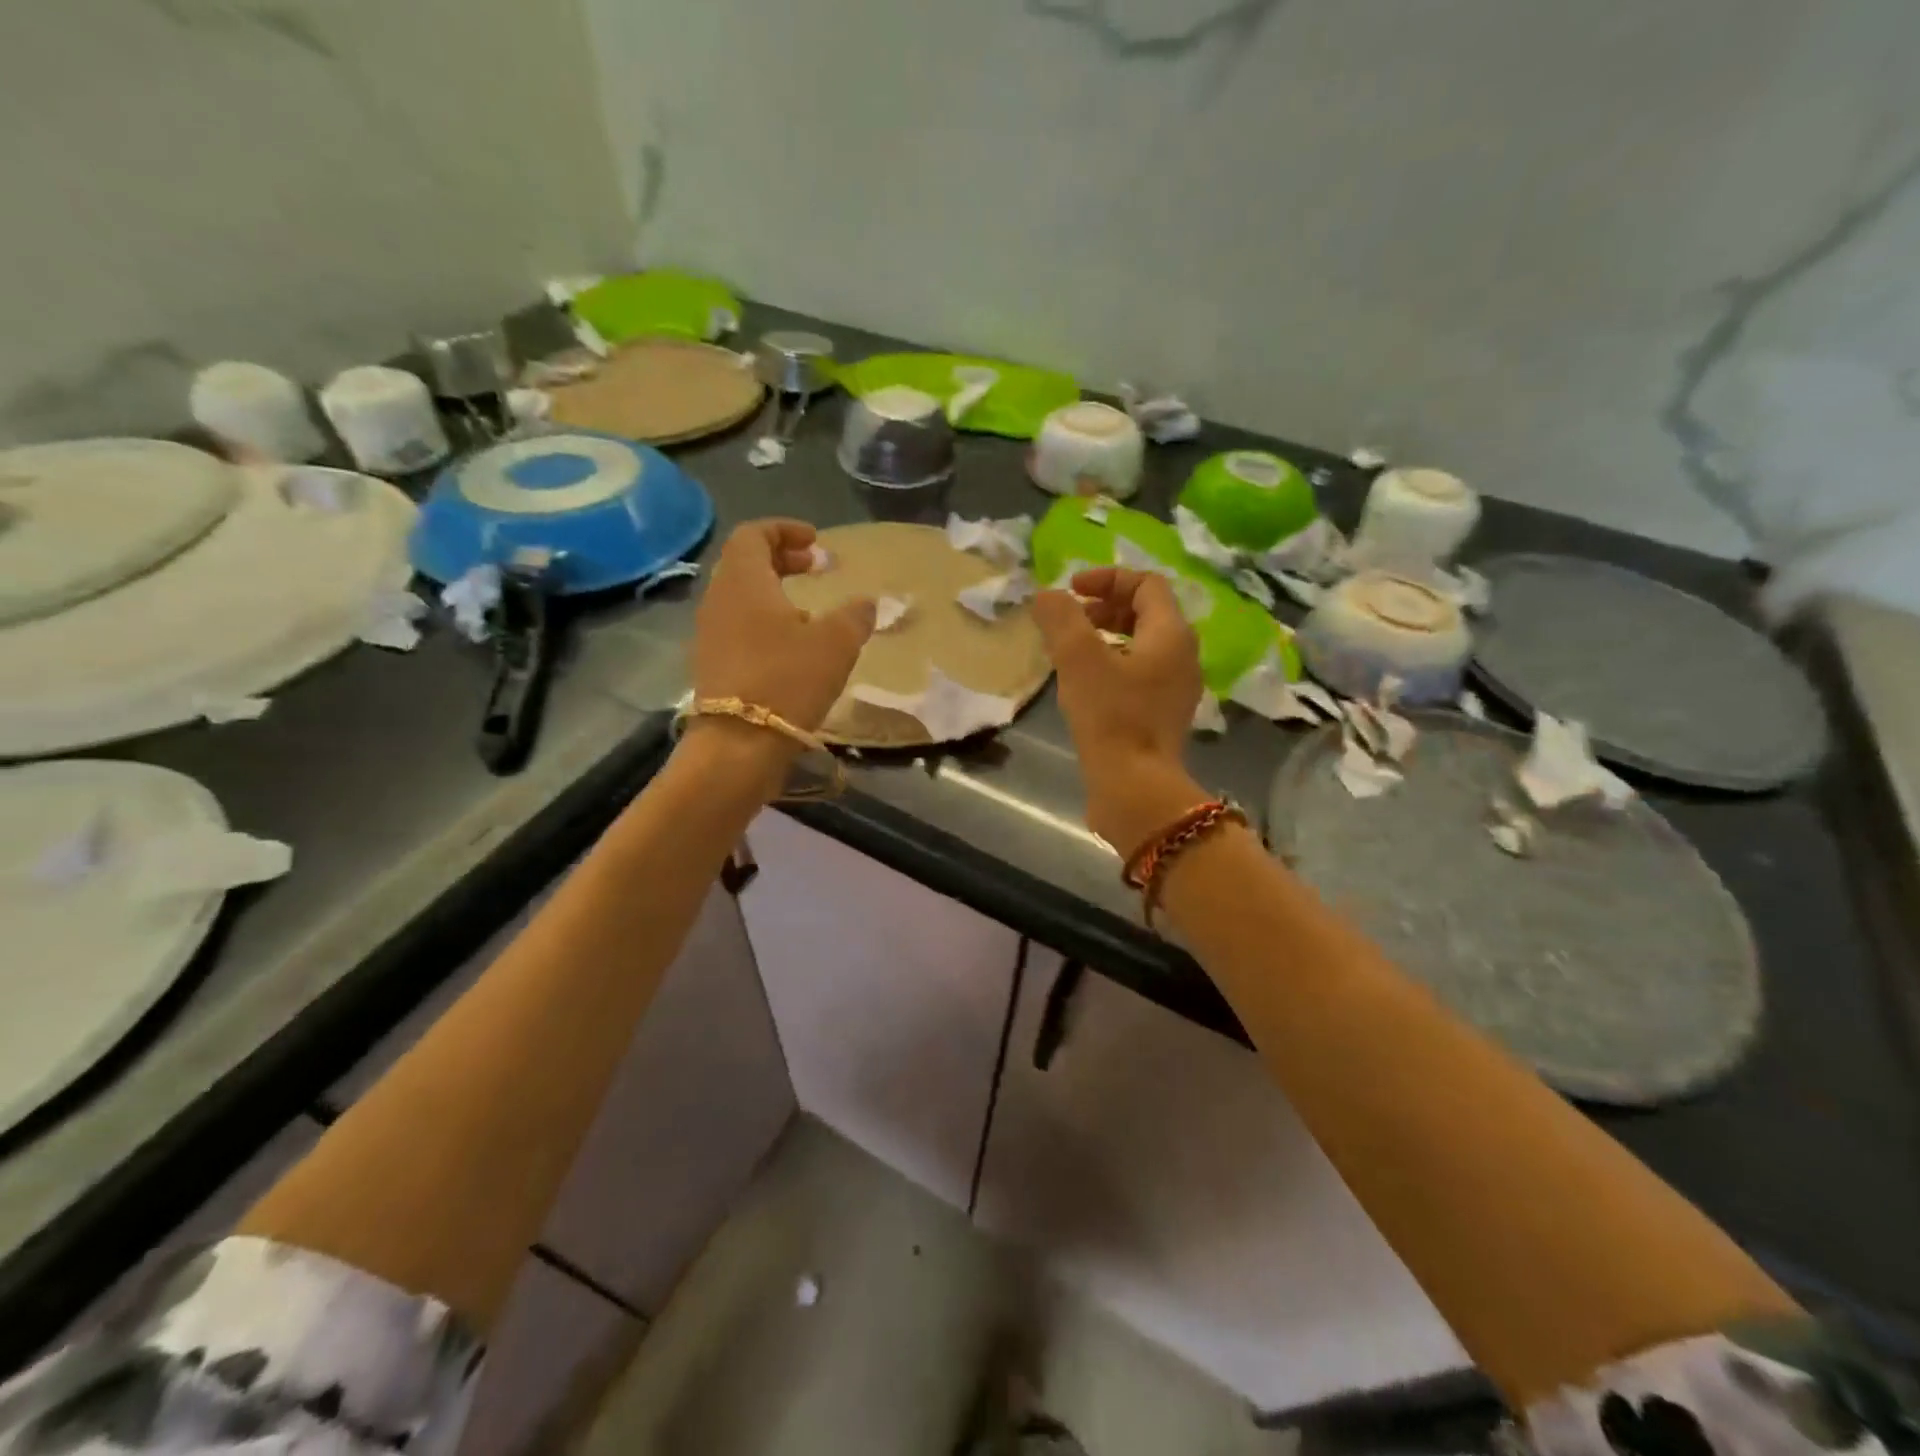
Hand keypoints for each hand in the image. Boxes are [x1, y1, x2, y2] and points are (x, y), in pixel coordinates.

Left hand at [687, 520, 874, 784]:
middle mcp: (719, 600)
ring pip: (741, 597)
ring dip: (775, 593)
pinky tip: (793, 648)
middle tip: (815, 568)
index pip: (754, 534)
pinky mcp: (713, 665)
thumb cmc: (787, 680)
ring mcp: (710, 634)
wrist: (738, 745)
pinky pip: (738, 627)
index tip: (816, 543)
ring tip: (811, 611)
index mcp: (743, 580)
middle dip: (782, 559)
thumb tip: (867, 603)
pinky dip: (765, 622)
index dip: (785, 530)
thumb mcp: (836, 643)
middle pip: (745, 563)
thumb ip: (855, 616)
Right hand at [1031, 568, 1209, 852]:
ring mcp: (1176, 689)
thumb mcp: (1078, 659)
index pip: (1146, 584)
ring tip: (1070, 652)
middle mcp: (1183, 656)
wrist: (1135, 788)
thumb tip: (1047, 595)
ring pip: (1141, 645)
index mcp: (1171, 634)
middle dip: (1105, 607)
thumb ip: (1061, 618)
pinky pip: (1139, 674)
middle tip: (1070, 620)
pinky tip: (1084, 685)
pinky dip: (1112, 665)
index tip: (1071, 591)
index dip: (1107, 578)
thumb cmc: (1111, 716)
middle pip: (1146, 613)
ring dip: (1106, 637)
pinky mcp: (1162, 716)